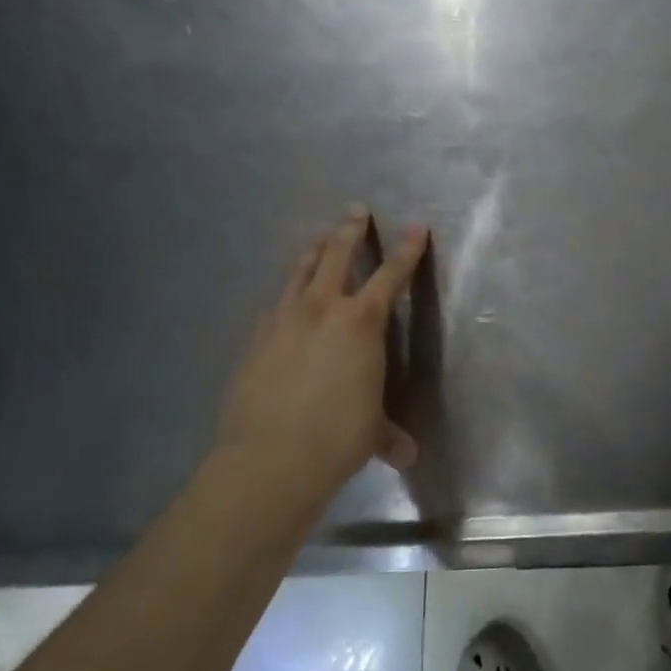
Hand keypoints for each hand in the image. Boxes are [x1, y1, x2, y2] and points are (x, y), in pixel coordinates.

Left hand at [215, 208, 430, 494]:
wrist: (268, 459)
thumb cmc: (337, 438)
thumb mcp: (372, 433)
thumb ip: (389, 435)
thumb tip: (407, 455)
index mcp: (361, 323)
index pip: (391, 276)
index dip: (407, 250)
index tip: (416, 226)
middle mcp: (322, 309)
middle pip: (337, 256)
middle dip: (350, 230)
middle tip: (356, 210)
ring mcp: (283, 320)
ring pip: (300, 273)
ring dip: (313, 253)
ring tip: (319, 240)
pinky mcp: (254, 340)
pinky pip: (274, 305)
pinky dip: (286, 297)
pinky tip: (284, 303)